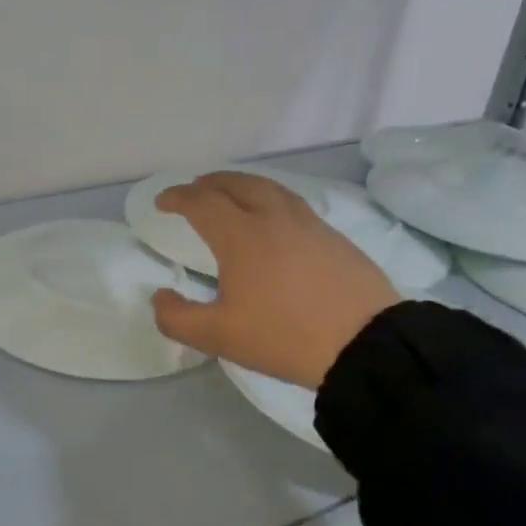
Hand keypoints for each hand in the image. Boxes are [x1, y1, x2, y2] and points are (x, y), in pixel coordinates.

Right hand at [151, 172, 399, 388]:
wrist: (364, 343)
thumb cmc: (283, 336)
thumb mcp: (218, 337)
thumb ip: (177, 318)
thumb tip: (160, 296)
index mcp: (241, 236)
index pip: (202, 202)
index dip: (177, 197)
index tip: (162, 202)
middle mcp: (273, 218)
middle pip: (236, 183)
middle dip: (209, 183)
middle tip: (194, 190)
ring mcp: (308, 224)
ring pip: (269, 188)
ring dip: (242, 185)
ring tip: (232, 196)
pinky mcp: (334, 236)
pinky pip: (292, 203)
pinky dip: (270, 199)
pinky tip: (274, 220)